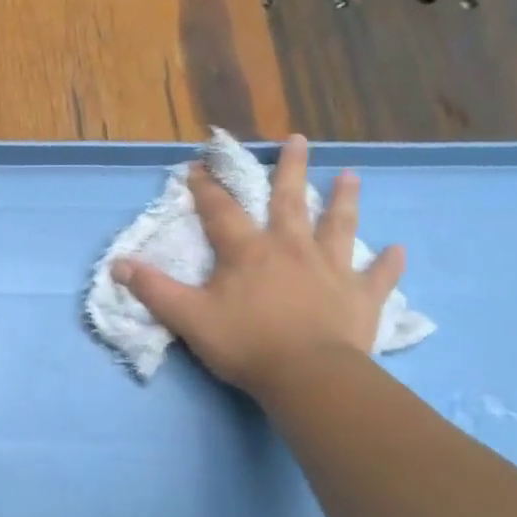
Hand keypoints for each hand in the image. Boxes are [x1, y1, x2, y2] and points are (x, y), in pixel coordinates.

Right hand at [112, 135, 404, 397]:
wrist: (308, 376)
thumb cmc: (245, 344)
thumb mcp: (189, 318)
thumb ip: (154, 290)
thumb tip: (117, 264)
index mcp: (248, 252)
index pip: (221, 211)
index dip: (206, 188)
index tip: (197, 165)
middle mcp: (291, 249)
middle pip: (291, 201)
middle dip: (290, 169)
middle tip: (298, 139)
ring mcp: (330, 270)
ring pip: (338, 226)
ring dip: (345, 201)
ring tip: (351, 176)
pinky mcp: (361, 297)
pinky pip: (376, 276)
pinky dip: (387, 264)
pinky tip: (399, 250)